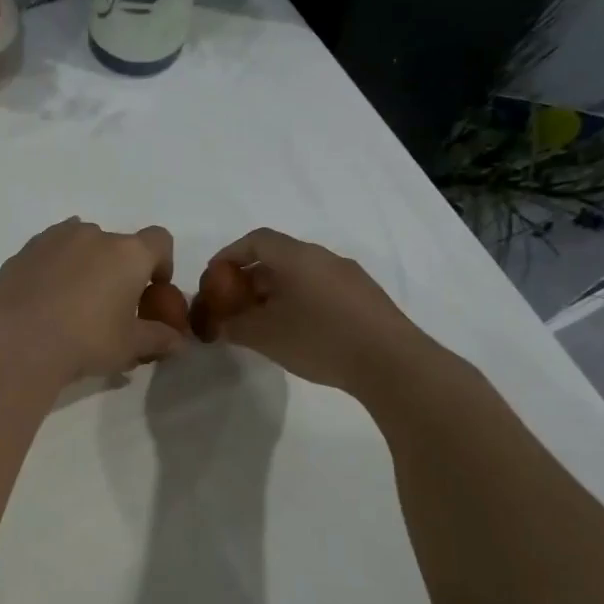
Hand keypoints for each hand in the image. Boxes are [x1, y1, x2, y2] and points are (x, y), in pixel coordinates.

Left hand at [0, 218, 181, 381]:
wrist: (18, 342)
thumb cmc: (86, 341)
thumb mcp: (130, 346)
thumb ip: (159, 339)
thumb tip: (180, 343)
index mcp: (128, 254)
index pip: (159, 241)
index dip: (161, 264)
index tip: (152, 292)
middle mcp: (94, 235)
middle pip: (118, 245)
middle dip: (119, 270)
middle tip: (111, 306)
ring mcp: (55, 238)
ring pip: (80, 244)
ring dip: (85, 265)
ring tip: (74, 302)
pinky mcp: (24, 251)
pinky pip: (49, 253)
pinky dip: (54, 269)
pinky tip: (45, 300)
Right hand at [201, 228, 429, 395]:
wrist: (391, 362)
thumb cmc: (319, 339)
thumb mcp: (265, 336)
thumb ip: (234, 326)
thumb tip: (218, 323)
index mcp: (298, 257)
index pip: (256, 240)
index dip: (229, 254)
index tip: (213, 277)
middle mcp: (324, 258)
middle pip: (278, 257)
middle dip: (250, 279)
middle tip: (233, 306)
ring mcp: (349, 277)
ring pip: (301, 275)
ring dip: (275, 292)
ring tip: (262, 322)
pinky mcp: (365, 298)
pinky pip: (321, 289)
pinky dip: (299, 301)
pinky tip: (296, 331)